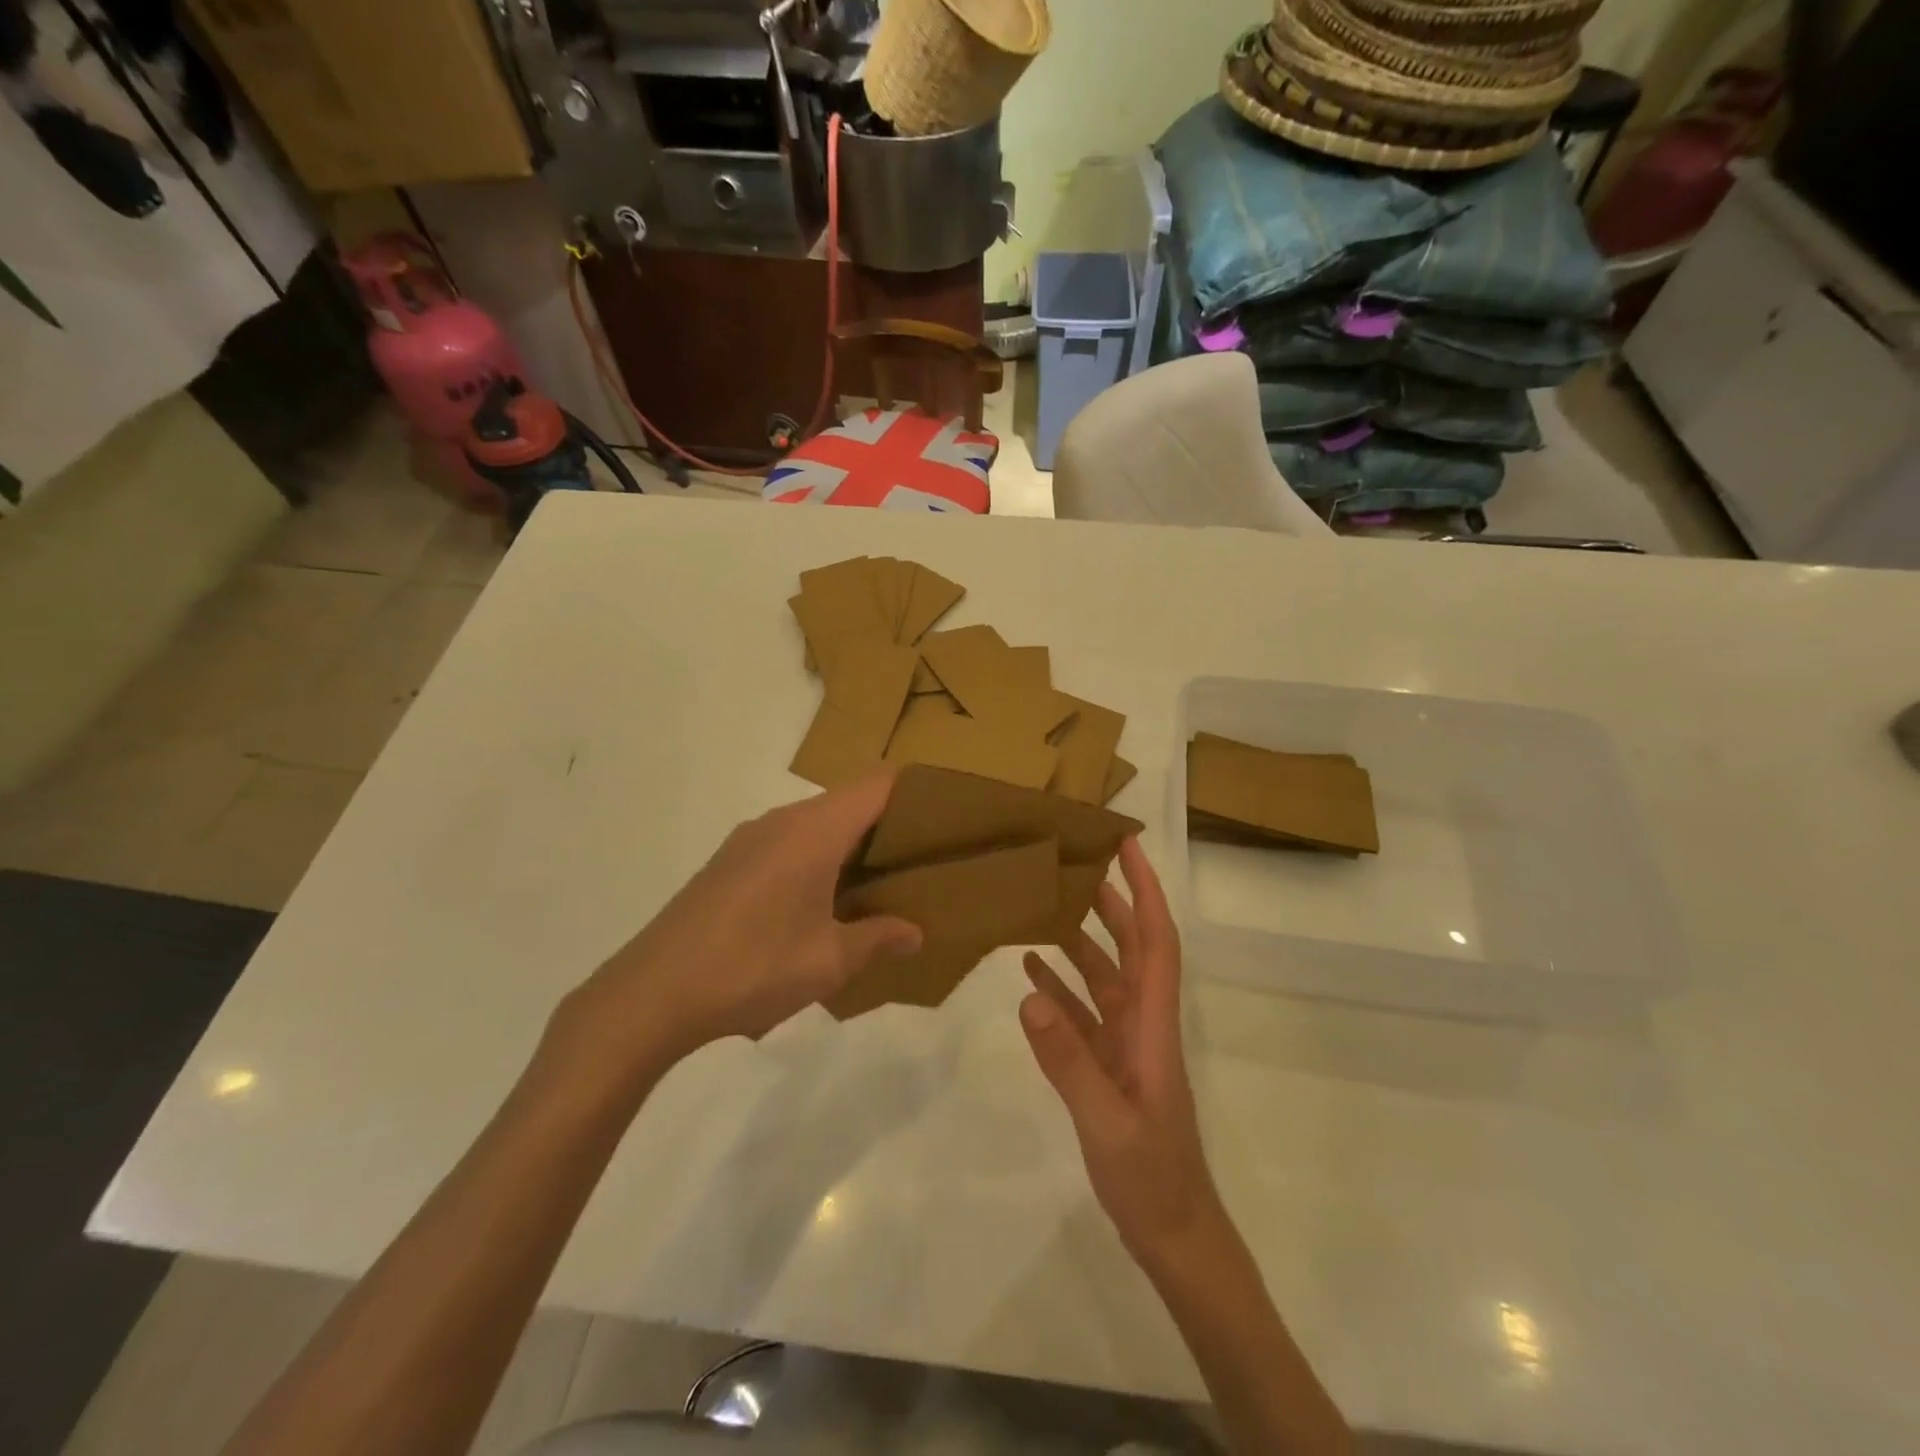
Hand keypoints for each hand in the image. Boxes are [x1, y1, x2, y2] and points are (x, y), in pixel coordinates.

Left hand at [547, 771, 921, 1079]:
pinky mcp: (728, 863)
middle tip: (921, 859)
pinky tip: (822, 905)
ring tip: (878, 885)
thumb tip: (914, 933)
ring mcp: (749, 840)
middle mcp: (781, 821)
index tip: (946, 815)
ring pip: (816, 824)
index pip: (877, 785)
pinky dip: (817, 858)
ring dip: (850, 845)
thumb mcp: (828, 961)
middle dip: (888, 824)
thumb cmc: (752, 967)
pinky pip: (788, 843)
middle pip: (848, 802)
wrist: (651, 993)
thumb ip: (878, 939)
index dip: (915, 792)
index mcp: (813, 831)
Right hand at [1020, 838, 1224, 1264]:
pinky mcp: (1107, 1066)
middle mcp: (1143, 1023)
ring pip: (1105, 976)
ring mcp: (1125, 1045)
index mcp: (1153, 1025)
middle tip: (1077, 861)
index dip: (1146, 891)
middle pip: (1131, 947)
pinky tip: (1032, 970)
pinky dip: (1061, 987)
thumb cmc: (1152, 1180)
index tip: (1128, 847)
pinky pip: (1083, 1013)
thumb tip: (1031, 992)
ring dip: (1081, 939)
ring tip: (1047, 903)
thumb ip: (1069, 1060)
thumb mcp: (1107, 1123)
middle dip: (1112, 900)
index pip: (1156, 941)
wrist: (1174, 1236)